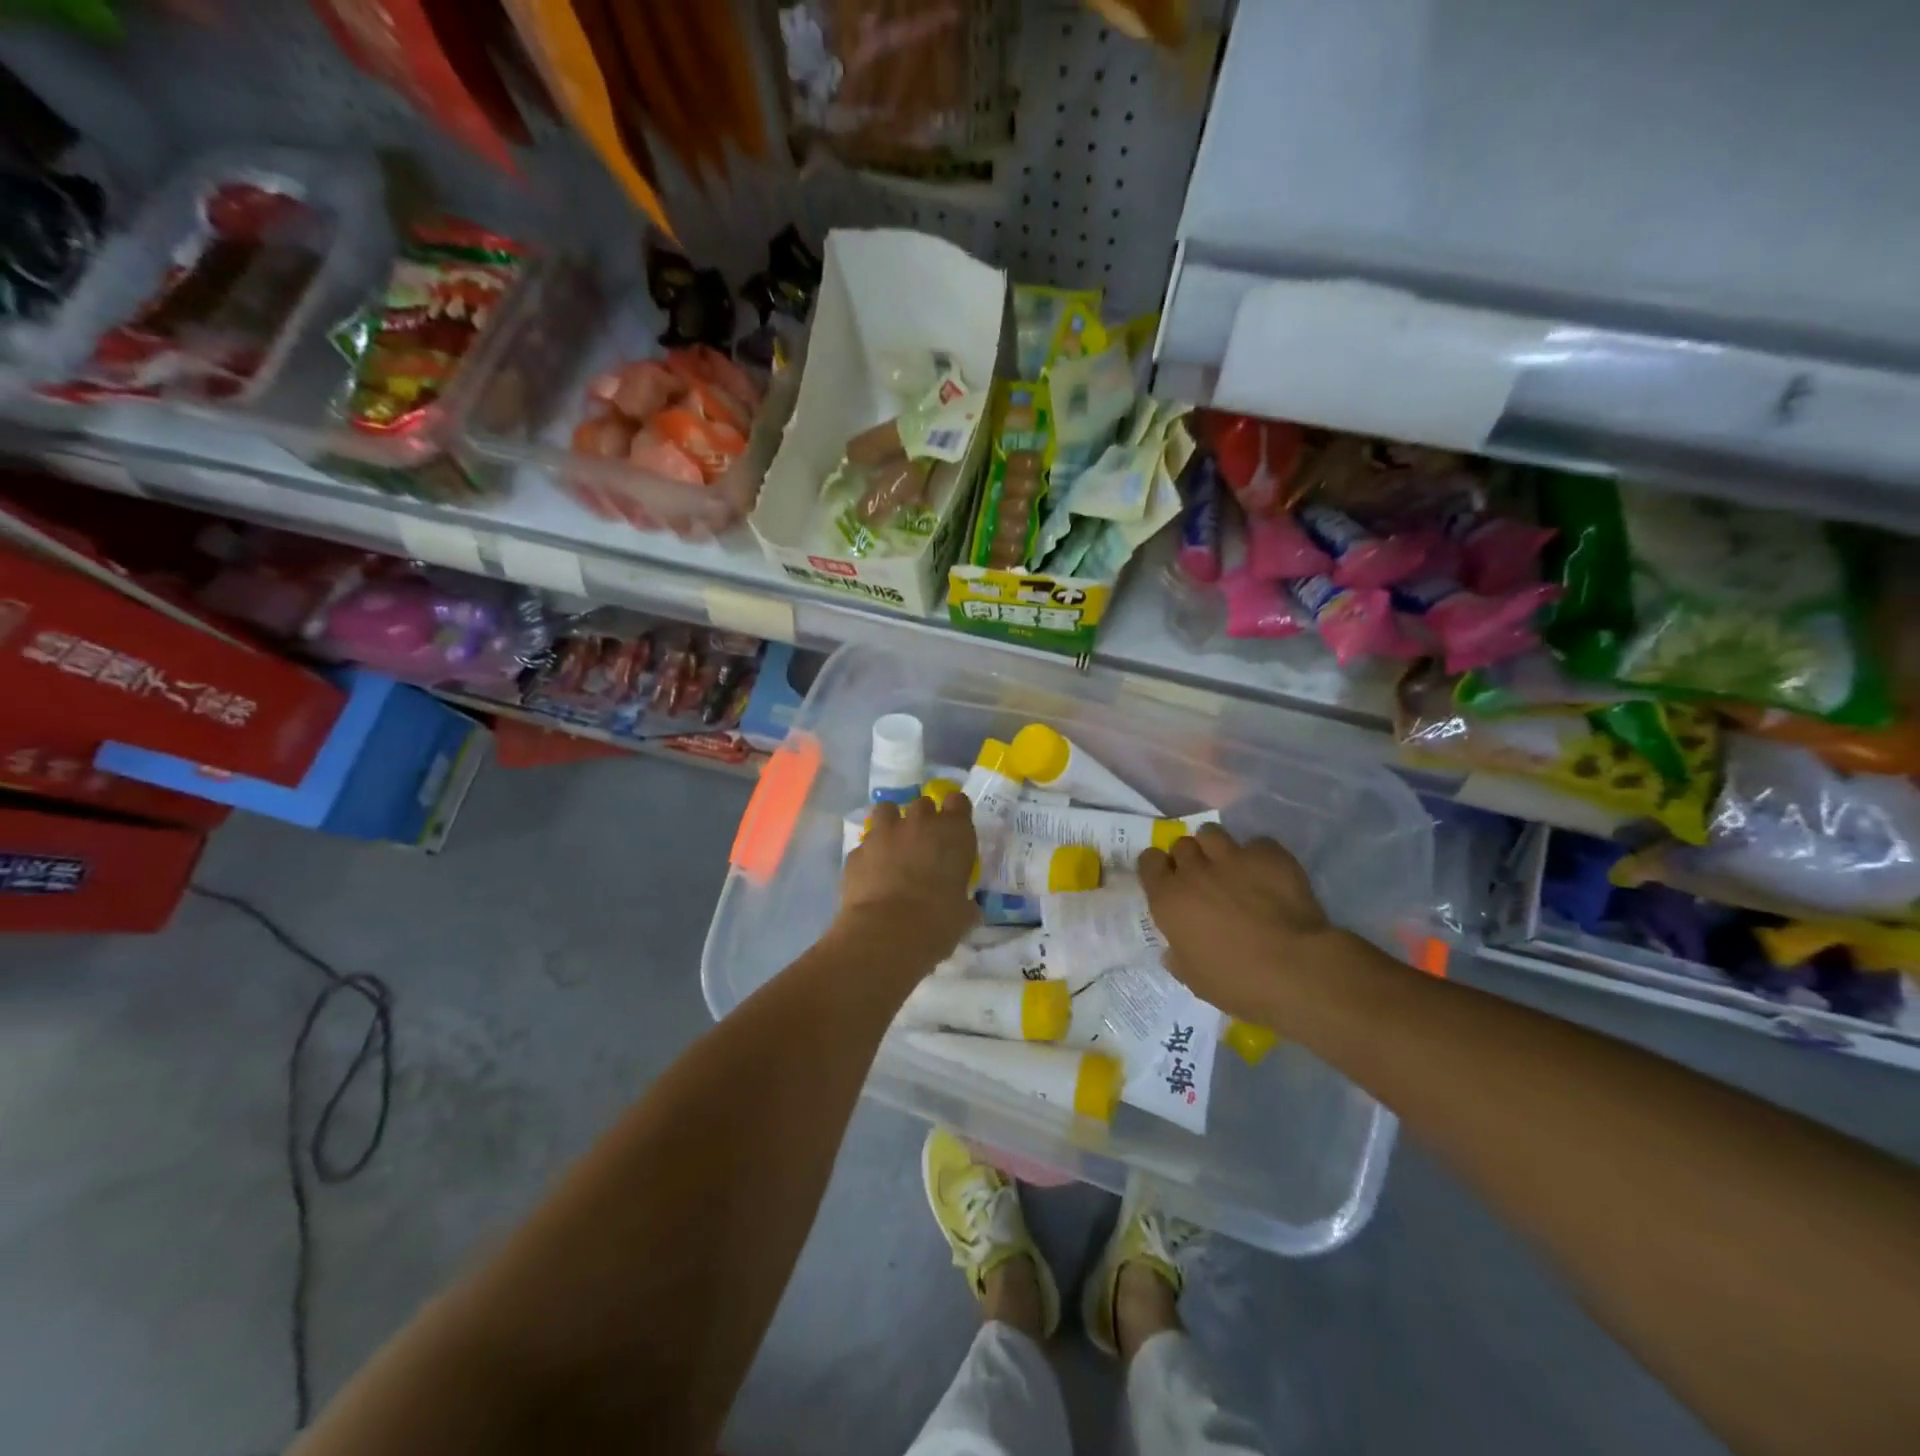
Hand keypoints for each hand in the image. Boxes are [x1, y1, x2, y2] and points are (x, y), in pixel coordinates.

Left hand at [838, 794, 978, 964]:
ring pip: (887, 810)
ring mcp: (884, 833)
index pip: (959, 802)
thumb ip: (964, 902)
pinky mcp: (857, 850)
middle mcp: (919, 822)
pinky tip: (871, 874)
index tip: (954, 828)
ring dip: (892, 823)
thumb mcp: (962, 914)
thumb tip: (966, 907)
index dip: (956, 813)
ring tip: (893, 845)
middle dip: (924, 819)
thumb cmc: (937, 921)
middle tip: (924, 843)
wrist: (886, 932)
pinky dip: (870, 854)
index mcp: (954, 832)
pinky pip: (865, 844)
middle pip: (923, 805)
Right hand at [1137, 824, 1348, 1021]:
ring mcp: (1232, 858)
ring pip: (1212, 833)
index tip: (1167, 879)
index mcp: (1169, 898)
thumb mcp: (1193, 978)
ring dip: (1216, 847)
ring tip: (1230, 865)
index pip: (1148, 861)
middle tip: (1202, 877)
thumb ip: (1178, 955)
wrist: (1295, 970)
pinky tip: (1268, 874)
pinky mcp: (1269, 855)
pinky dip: (1259, 856)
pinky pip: (1257, 844)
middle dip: (1189, 858)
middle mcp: (1195, 871)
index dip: (1157, 868)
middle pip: (1181, 845)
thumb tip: (1174, 948)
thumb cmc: (1236, 982)